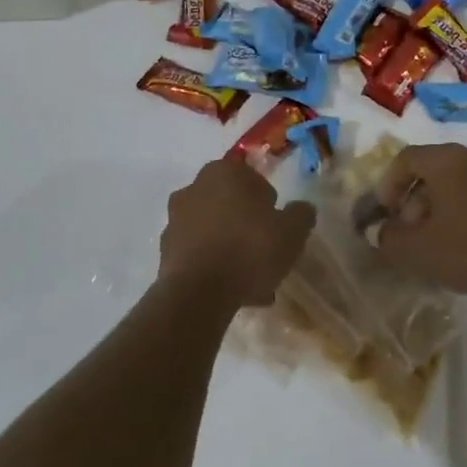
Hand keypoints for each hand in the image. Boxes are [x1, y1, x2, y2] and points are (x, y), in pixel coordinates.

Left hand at [159, 159, 314, 307]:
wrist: (198, 294)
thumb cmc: (249, 249)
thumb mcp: (292, 231)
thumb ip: (301, 214)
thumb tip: (302, 208)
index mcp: (224, 172)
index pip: (253, 179)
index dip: (268, 203)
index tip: (276, 225)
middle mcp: (194, 188)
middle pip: (230, 204)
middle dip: (246, 225)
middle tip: (265, 251)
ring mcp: (175, 220)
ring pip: (214, 230)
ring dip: (230, 248)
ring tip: (251, 281)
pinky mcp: (164, 252)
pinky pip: (198, 254)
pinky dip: (213, 266)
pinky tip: (231, 290)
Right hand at [371, 144, 466, 302]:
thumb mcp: (420, 251)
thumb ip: (389, 239)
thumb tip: (377, 231)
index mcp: (447, 160)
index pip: (406, 158)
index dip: (388, 184)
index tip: (384, 213)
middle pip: (433, 170)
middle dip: (414, 200)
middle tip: (409, 233)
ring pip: (459, 183)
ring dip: (441, 207)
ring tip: (437, 242)